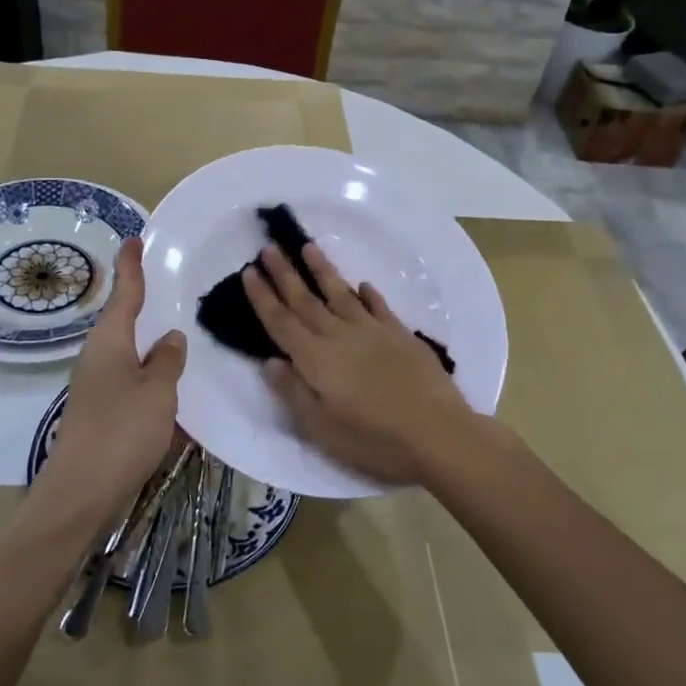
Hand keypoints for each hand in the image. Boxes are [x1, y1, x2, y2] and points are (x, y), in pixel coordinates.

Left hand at [31, 239, 186, 536]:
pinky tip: (177, 389)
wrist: (80, 494)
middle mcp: (99, 358)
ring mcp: (98, 387)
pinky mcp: (102, 414)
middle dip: (146, 305)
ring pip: (131, 355)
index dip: (131, 266)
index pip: (124, 293)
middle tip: (173, 287)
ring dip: (153, 346)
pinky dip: (154, 379)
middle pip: (124, 322)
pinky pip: (133, 384)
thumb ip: (168, 361)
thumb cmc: (121, 432)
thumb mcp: (158, 391)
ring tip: (184, 335)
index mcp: (110, 342)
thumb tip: (171, 337)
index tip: (135, 240)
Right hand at [242, 242, 479, 486]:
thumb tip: (270, 361)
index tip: (249, 271)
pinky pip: (379, 306)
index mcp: (315, 359)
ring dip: (322, 270)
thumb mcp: (321, 428)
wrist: (436, 432)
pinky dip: (368, 294)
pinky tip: (363, 285)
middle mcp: (339, 335)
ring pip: (341, 293)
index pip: (281, 322)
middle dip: (284, 273)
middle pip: (305, 300)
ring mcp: (372, 331)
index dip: (263, 297)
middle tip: (268, 247)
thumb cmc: (373, 438)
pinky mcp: (400, 334)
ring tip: (308, 246)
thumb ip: (293, 392)